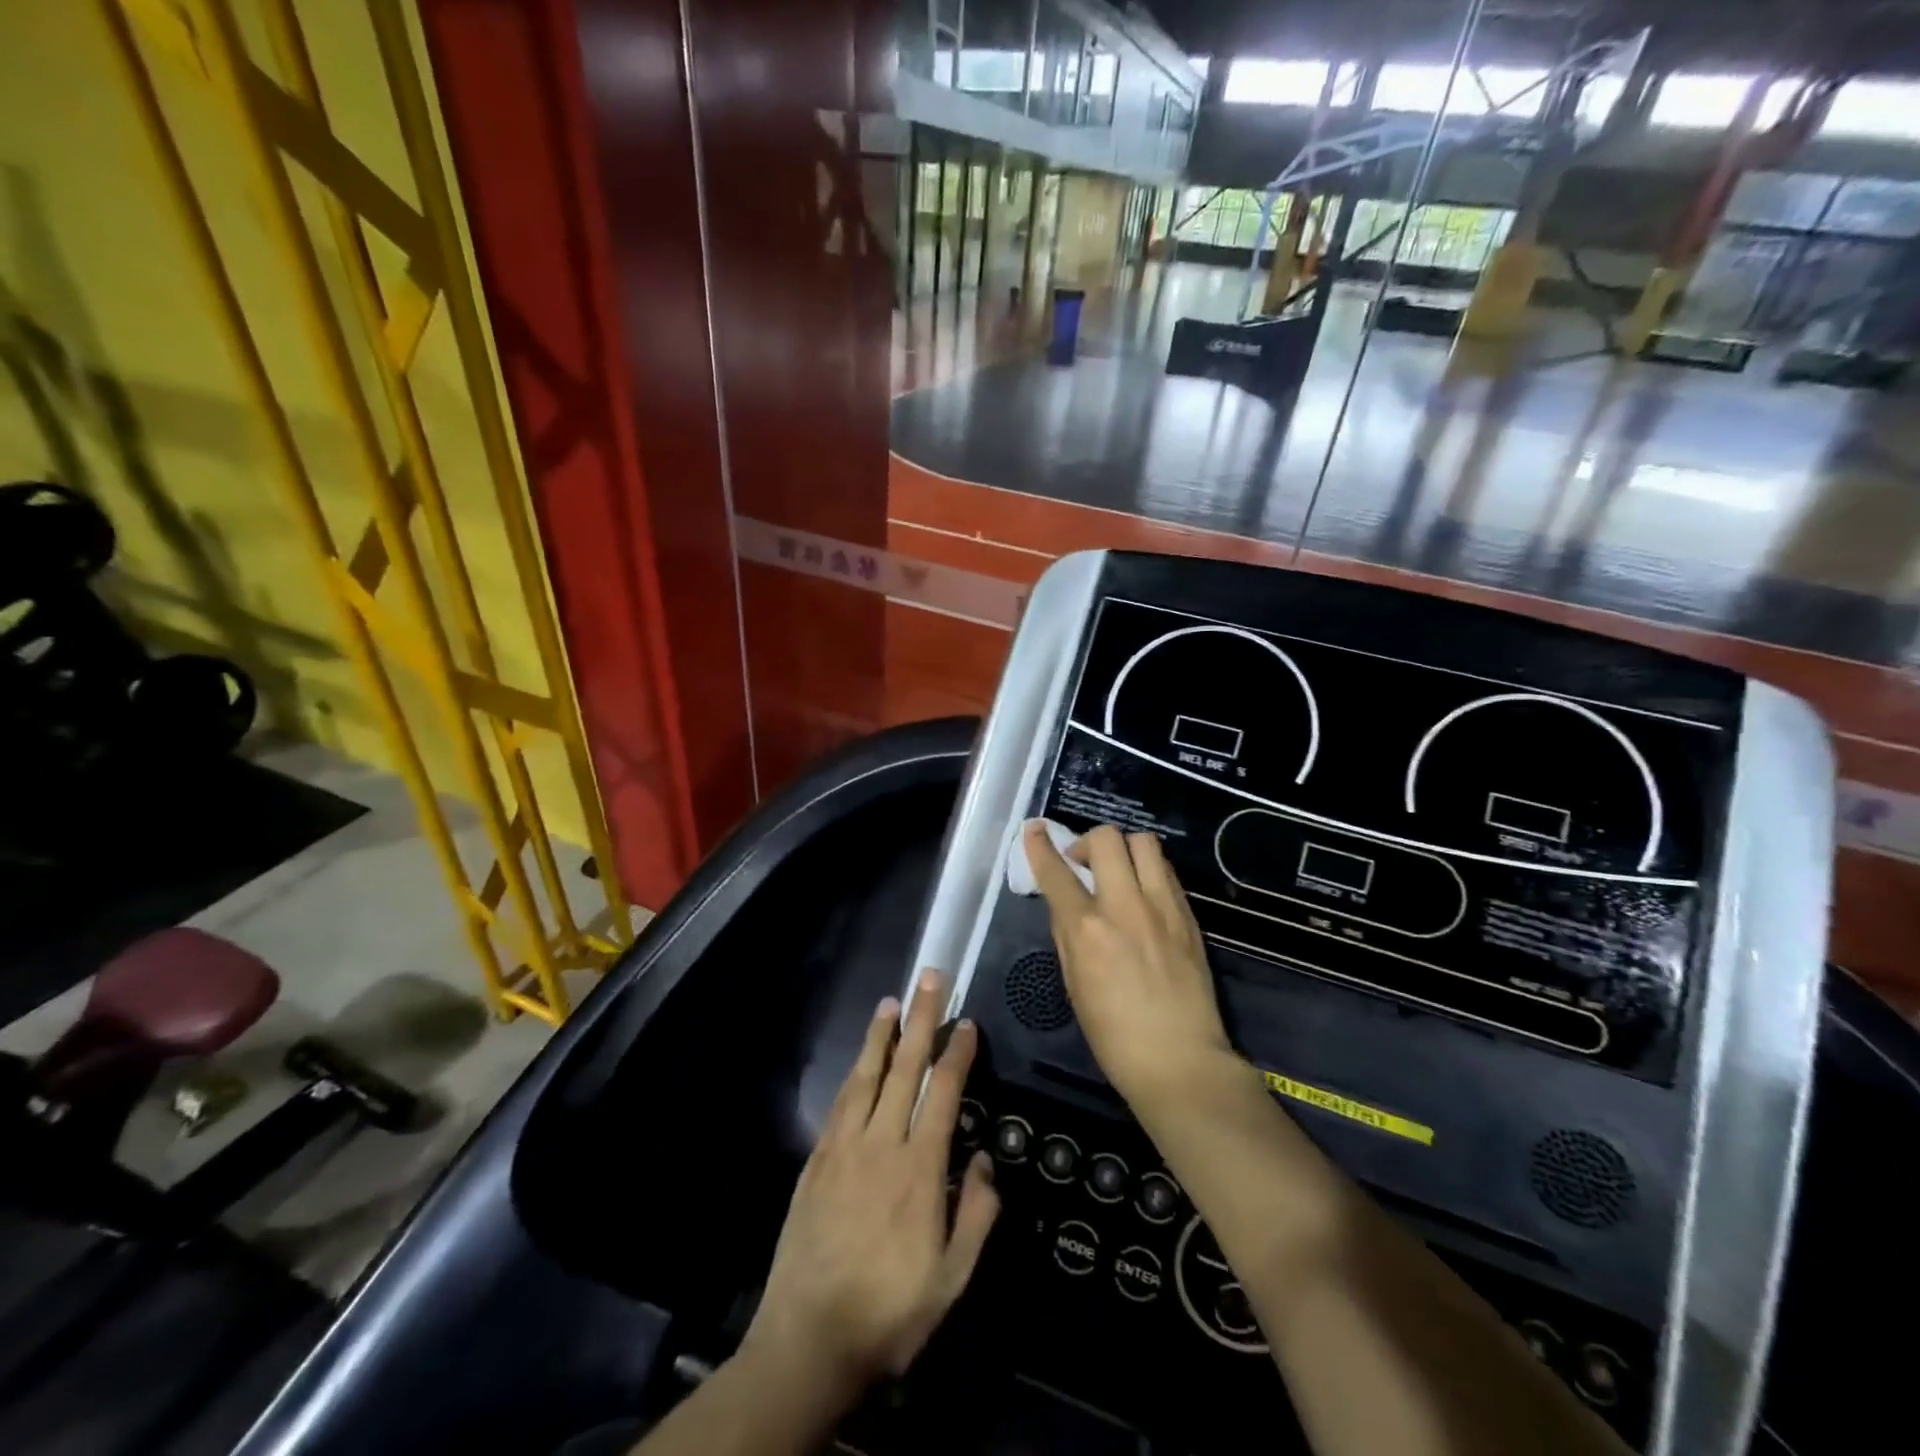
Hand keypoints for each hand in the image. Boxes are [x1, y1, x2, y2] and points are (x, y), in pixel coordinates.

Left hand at [742, 970, 998, 1401]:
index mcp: (919, 1170)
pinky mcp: (817, 1160)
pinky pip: (840, 1103)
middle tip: (929, 978)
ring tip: (892, 1001)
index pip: (942, 1093)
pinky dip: (854, 1073)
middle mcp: (881, 1144)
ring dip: (881, 1036)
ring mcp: (844, 1148)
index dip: (956, 1053)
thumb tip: (984, 1160)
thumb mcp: (951, 1280)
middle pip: (904, 1068)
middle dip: (920, 1019)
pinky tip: (861, 1060)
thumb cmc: (889, 1311)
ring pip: (866, 1076)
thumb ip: (976, 1216)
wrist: (809, 1340)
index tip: (967, 1023)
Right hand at [1023, 821, 1235, 1112]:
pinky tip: (1142, 893)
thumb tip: (1065, 905)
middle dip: (1087, 841)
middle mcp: (1124, 906)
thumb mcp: (1074, 985)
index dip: (1040, 846)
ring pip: (1144, 842)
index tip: (1034, 830)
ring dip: (1123, 848)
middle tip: (1083, 864)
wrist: (1181, 1061)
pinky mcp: (1188, 915)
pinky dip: (1148, 869)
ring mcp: (1162, 907)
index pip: (1056, 871)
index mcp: (1087, 929)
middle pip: (1106, 839)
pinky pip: (1166, 870)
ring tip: (1118, 872)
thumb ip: (1067, 936)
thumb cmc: (1114, 1036)